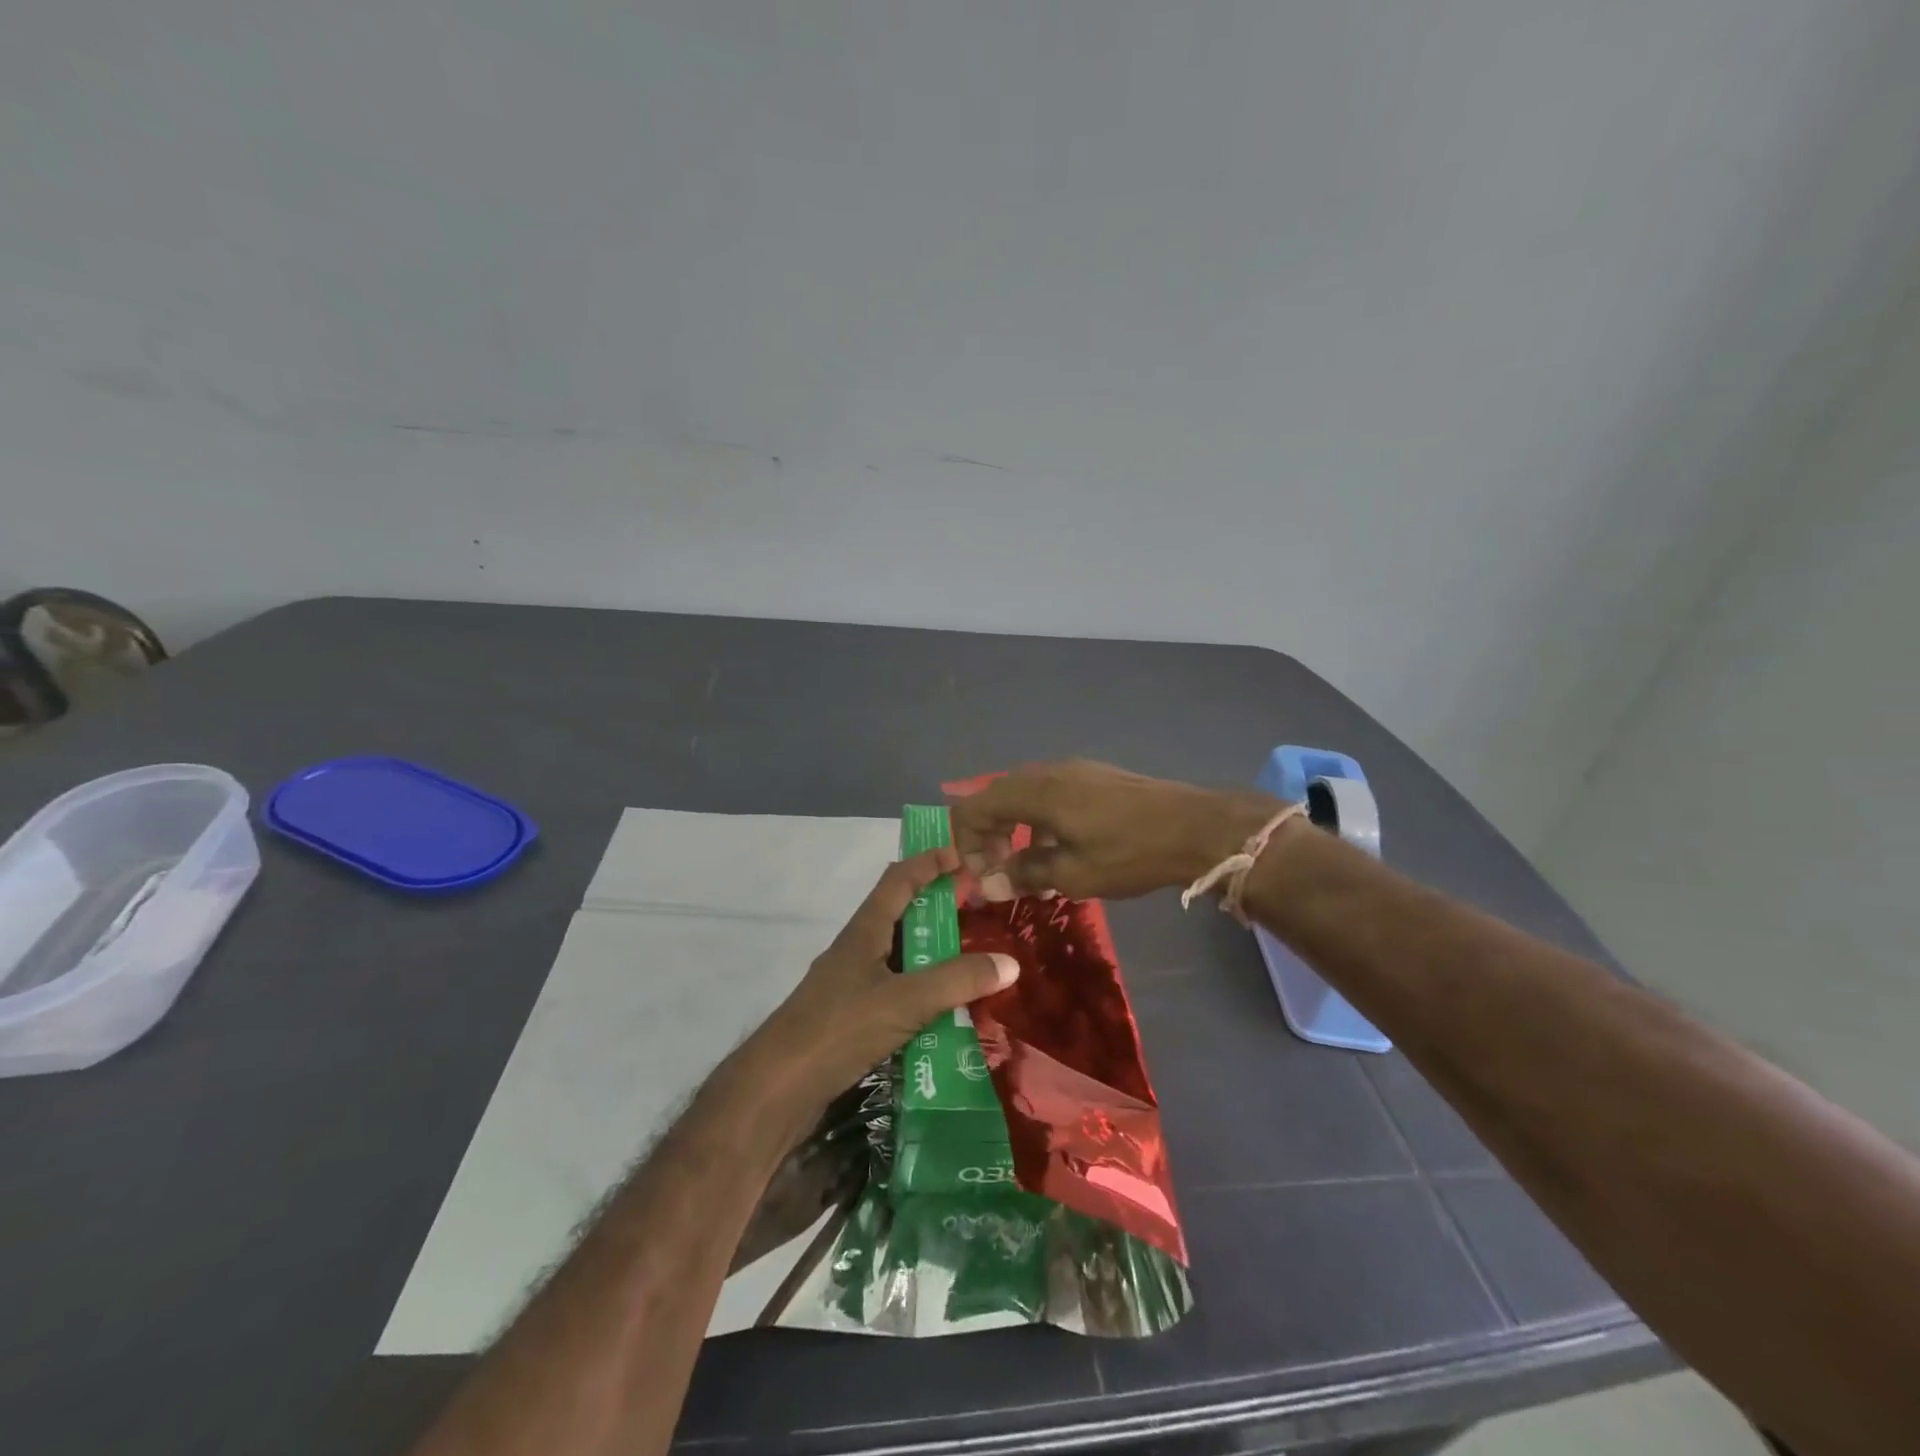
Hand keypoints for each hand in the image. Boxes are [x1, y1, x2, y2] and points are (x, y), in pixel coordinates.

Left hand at [732, 847, 1018, 1141]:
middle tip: (980, 912)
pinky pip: (895, 992)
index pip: (899, 879)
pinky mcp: (850, 1019)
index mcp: (865, 931)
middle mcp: (857, 950)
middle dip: (938, 909)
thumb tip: (1010, 962)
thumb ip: (956, 981)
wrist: (777, 1089)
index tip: (964, 854)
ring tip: (974, 960)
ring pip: (899, 957)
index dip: (929, 861)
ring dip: (932, 954)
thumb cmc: (838, 1029)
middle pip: (901, 916)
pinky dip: (922, 992)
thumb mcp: (904, 1001)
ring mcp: (851, 986)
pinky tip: (946, 1012)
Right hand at [949, 760, 1284, 900]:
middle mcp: (1046, 771)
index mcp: (1033, 792)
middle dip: (989, 839)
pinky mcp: (1094, 776)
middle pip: (995, 799)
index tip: (981, 878)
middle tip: (1000, 875)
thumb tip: (990, 884)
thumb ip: (1024, 874)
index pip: (973, 808)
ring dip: (1015, 831)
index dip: (965, 844)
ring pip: (1023, 796)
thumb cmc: (1129, 853)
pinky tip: (1062, 851)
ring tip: (1030, 870)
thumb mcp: (1072, 874)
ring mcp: (1072, 770)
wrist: (1196, 827)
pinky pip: (1049, 794)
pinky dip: (1040, 822)